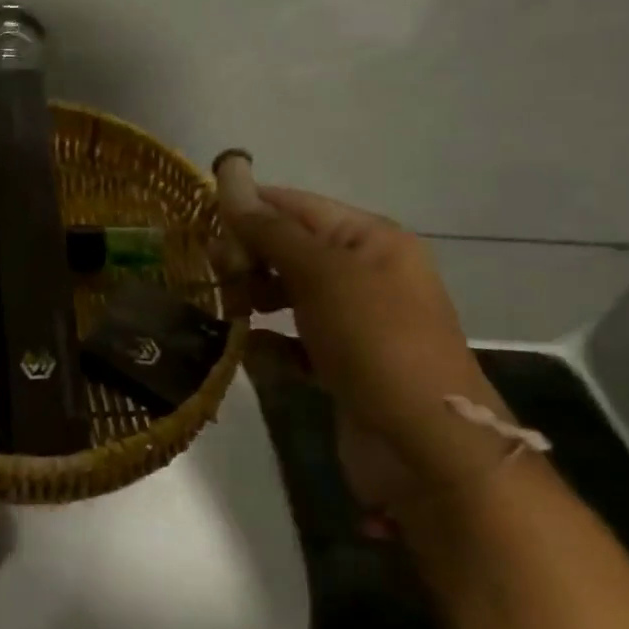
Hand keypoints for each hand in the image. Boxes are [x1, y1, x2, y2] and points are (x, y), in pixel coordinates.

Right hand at [214, 156, 498, 498]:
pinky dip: (271, 344)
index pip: (296, 206)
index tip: (202, 223)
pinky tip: (252, 352)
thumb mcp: (323, 274)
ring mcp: (355, 321)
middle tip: (217, 275)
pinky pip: (294, 341)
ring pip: (289, 294)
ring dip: (254, 298)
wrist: (427, 447)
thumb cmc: (376, 341)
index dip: (249, 208)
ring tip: (230, 311)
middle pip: (290, 248)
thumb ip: (271, 231)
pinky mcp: (342, 364)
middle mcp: (364, 273)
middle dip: (249, 256)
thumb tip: (231, 180)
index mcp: (370, 239)